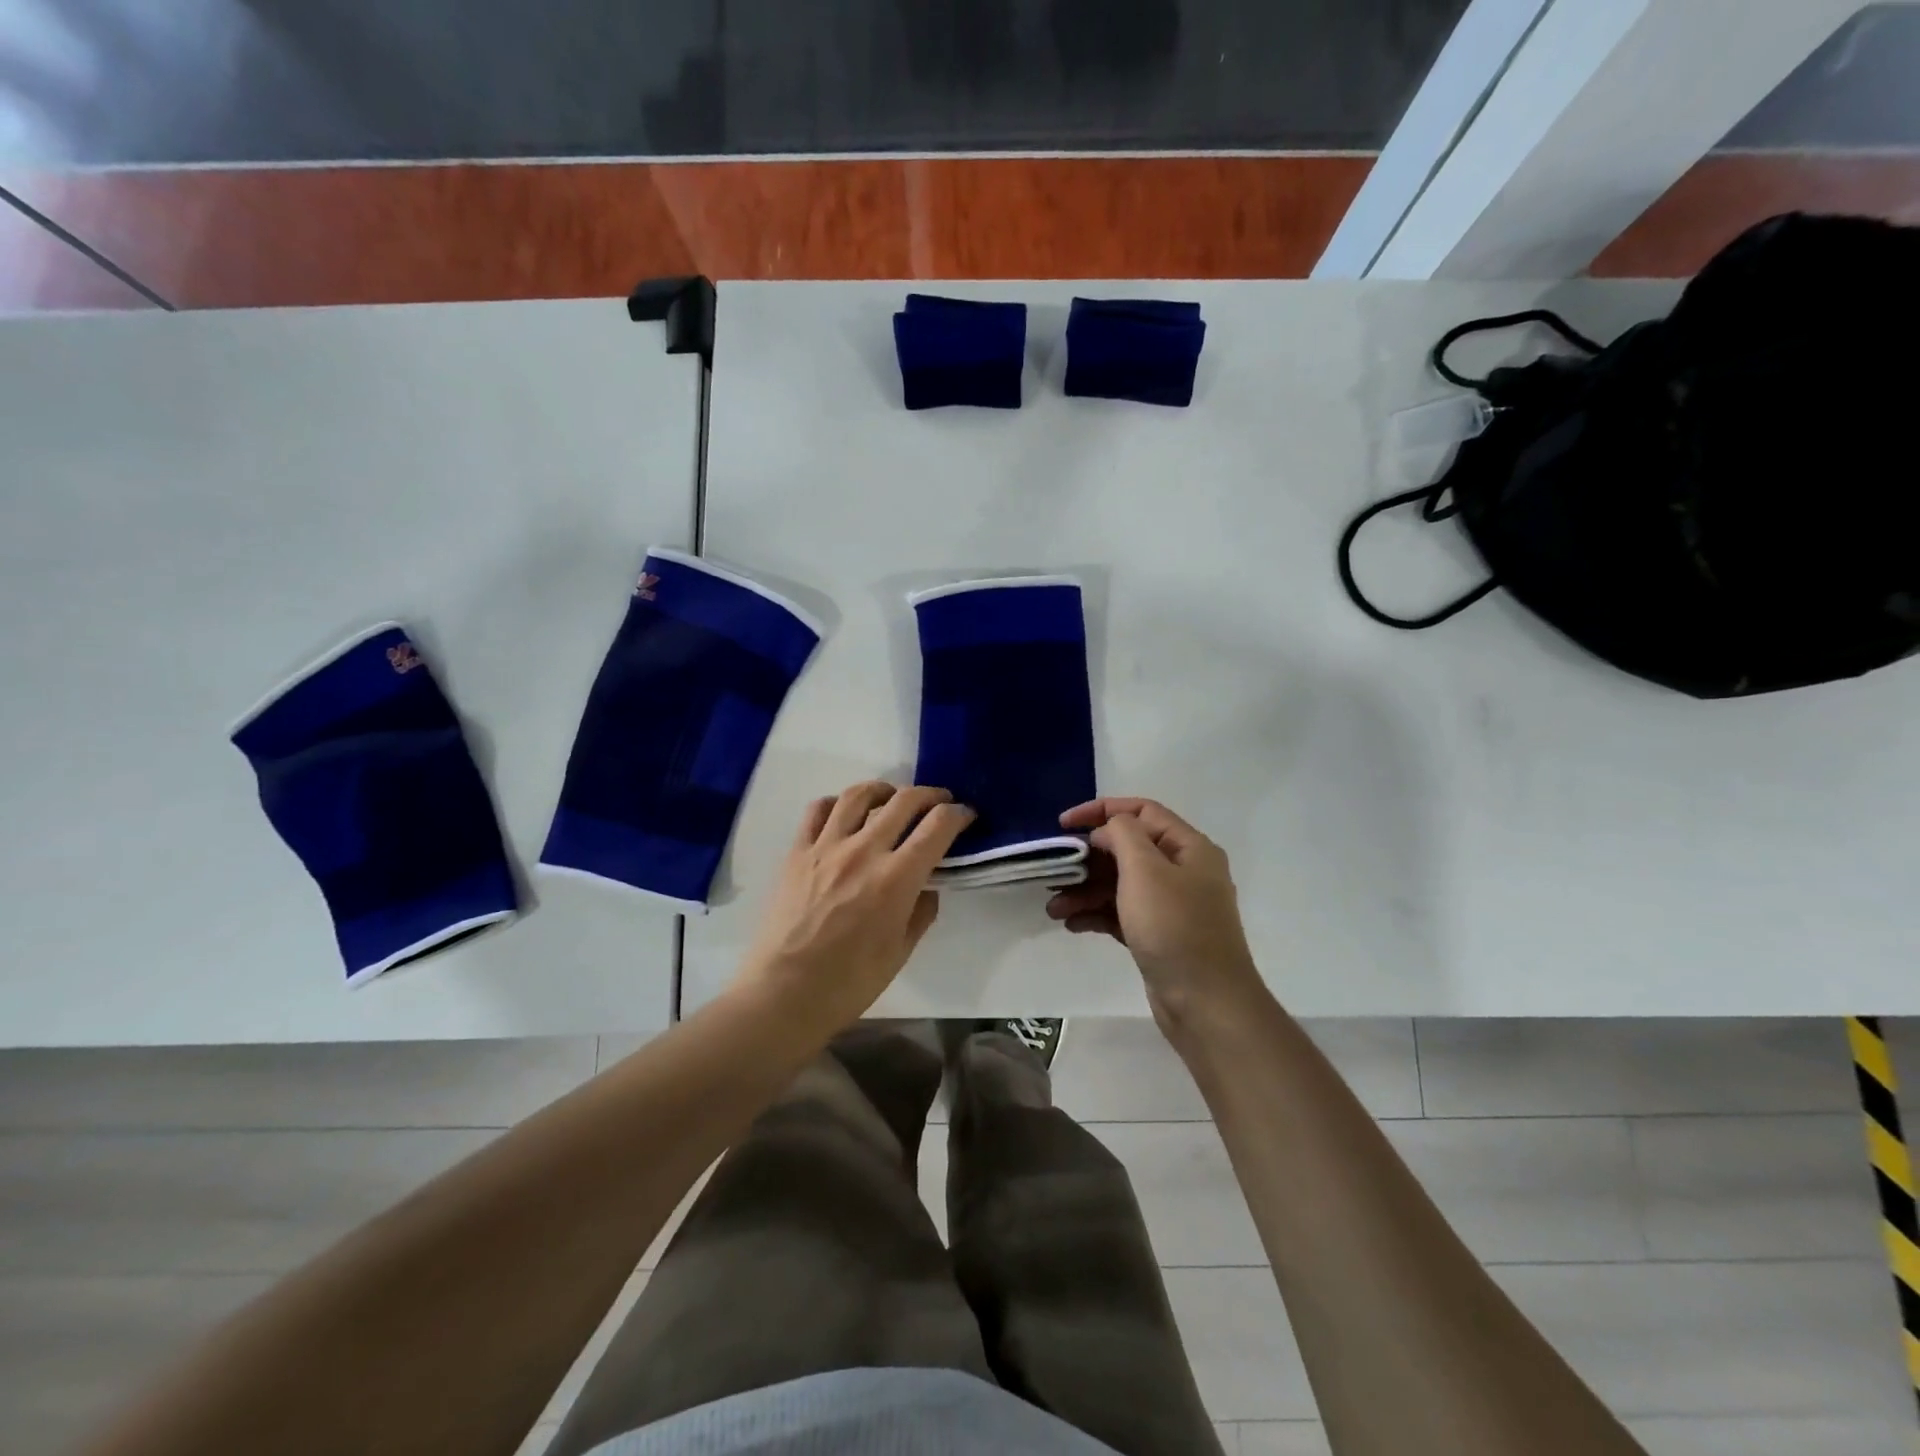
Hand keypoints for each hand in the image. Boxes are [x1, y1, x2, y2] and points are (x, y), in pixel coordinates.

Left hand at [736, 781, 973, 1036]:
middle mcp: (863, 851)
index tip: (965, 815)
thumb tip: (927, 886)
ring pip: (858, 795)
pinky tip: (845, 813)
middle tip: (938, 802)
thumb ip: (920, 912)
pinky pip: (818, 810)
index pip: (937, 826)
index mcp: (896, 879)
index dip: (958, 814)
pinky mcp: (796, 852)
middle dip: (930, 795)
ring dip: (884, 789)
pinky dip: (837, 803)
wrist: (783, 994)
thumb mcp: (900, 952)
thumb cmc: (848, 983)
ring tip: (892, 797)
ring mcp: (826, 847)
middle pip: (903, 800)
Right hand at [1047, 797, 1264, 1034]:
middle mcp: (1183, 872)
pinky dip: (1097, 914)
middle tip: (1055, 872)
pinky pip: (1123, 913)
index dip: (1100, 810)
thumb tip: (1107, 831)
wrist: (1206, 1003)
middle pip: (1128, 850)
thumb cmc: (1175, 927)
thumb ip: (1122, 835)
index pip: (1142, 811)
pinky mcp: (1160, 936)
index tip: (1063, 824)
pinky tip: (1072, 924)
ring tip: (1054, 908)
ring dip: (1086, 891)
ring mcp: (1172, 906)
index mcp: (1189, 847)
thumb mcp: (1145, 869)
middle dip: (1088, 859)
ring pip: (1121, 885)